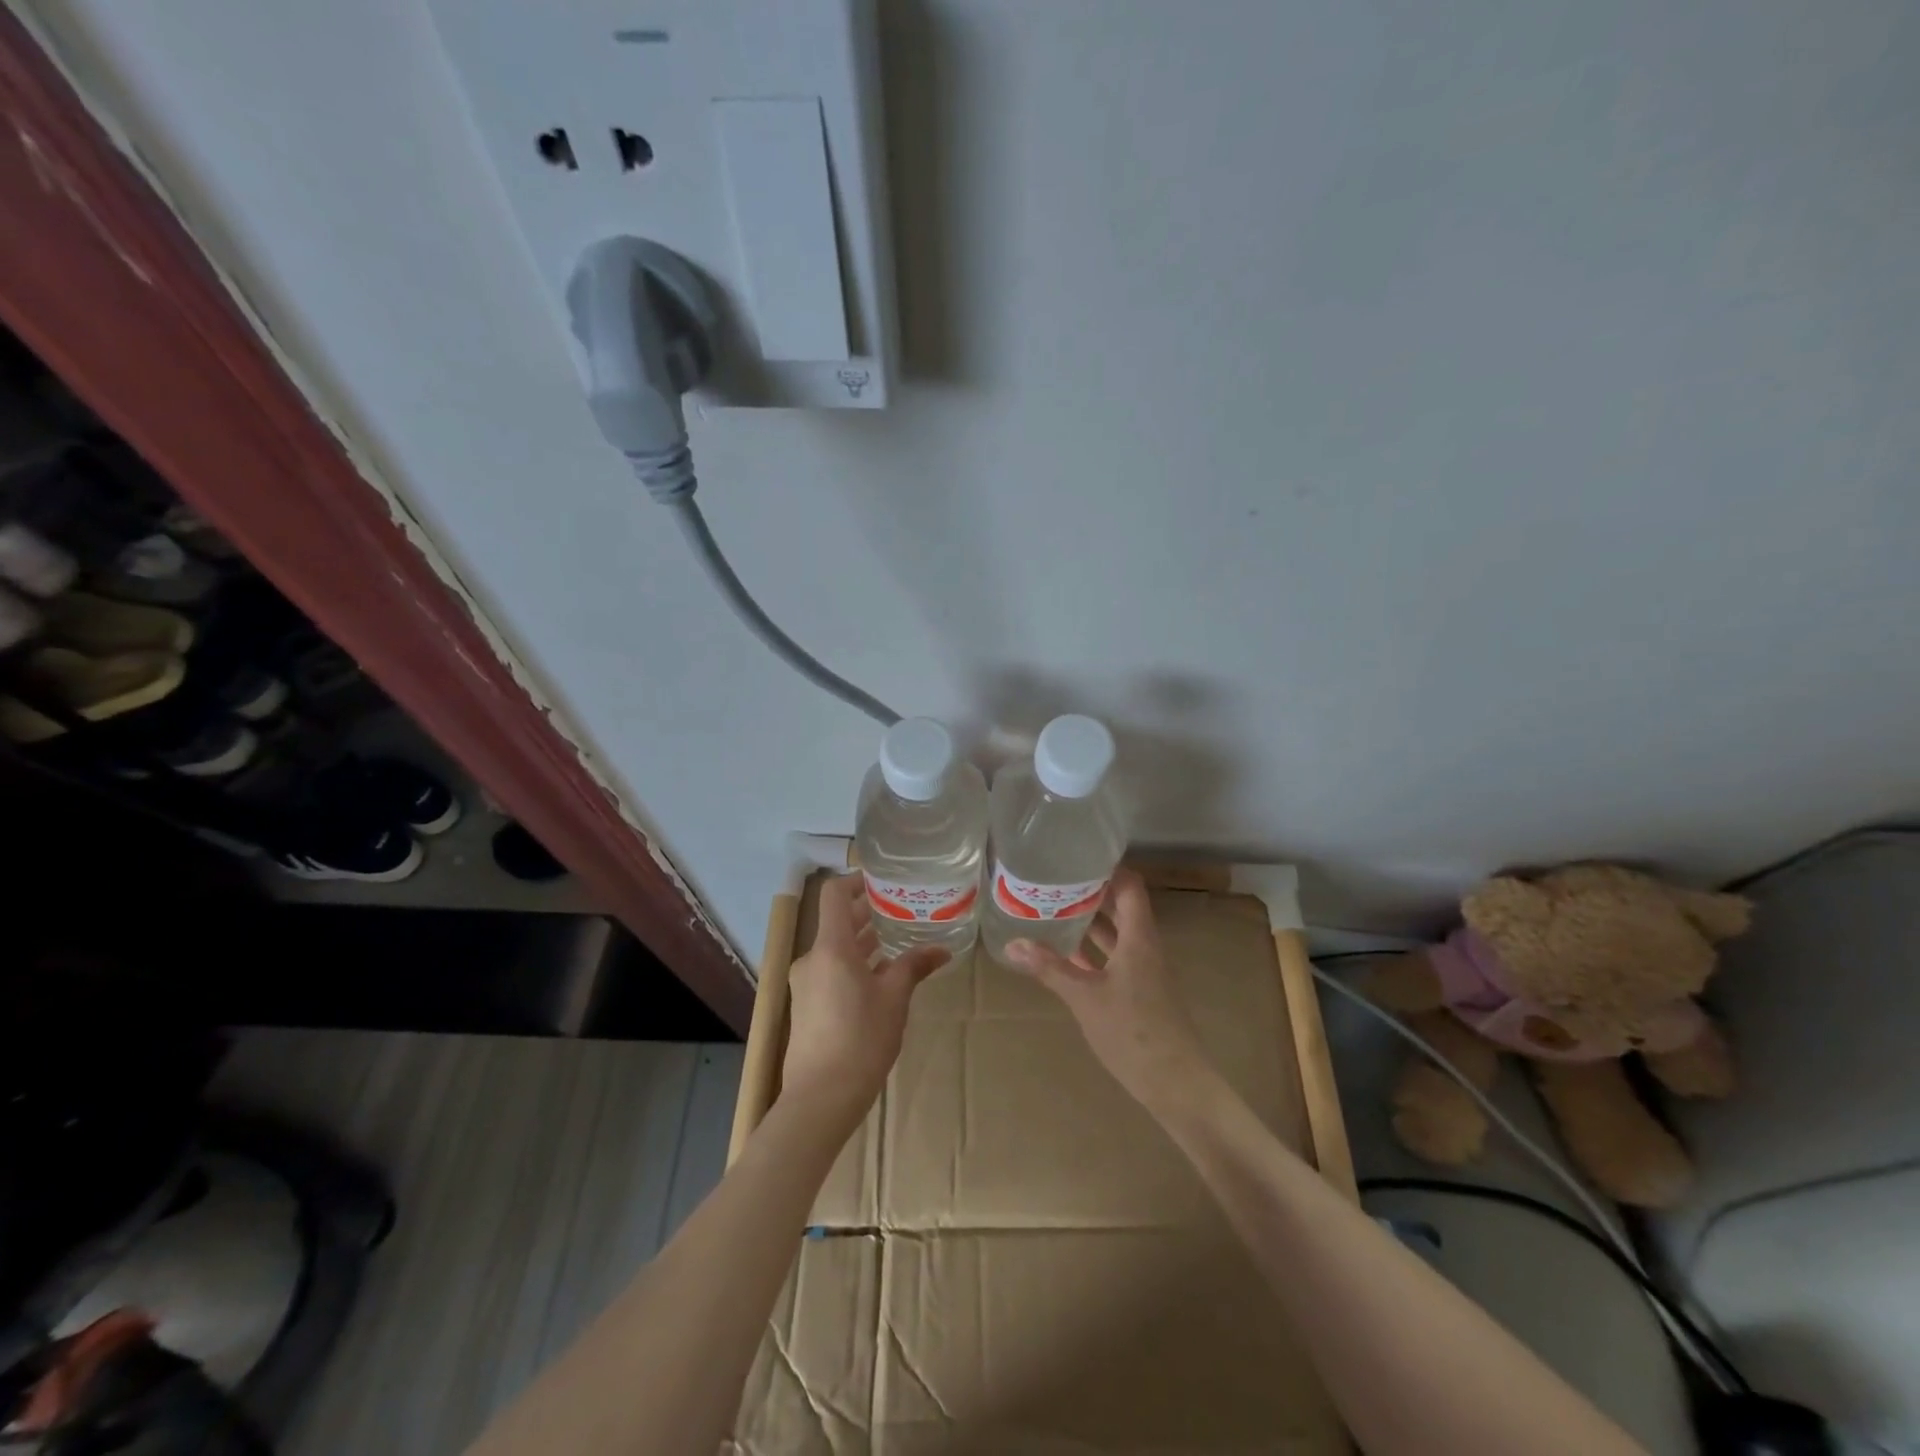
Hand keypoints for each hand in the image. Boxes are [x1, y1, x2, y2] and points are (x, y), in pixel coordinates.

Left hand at [781, 874, 948, 1130]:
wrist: (820, 1098)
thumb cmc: (861, 1039)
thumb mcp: (895, 998)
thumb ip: (914, 966)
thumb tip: (942, 949)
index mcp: (831, 947)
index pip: (834, 894)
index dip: (856, 880)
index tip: (884, 881)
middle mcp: (812, 958)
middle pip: (837, 922)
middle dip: (869, 913)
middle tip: (903, 910)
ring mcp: (806, 983)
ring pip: (836, 949)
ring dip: (863, 942)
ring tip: (898, 940)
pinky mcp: (807, 1005)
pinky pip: (831, 971)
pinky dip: (854, 965)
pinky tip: (881, 977)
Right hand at [1003, 869, 1213, 1112]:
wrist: (1176, 1083)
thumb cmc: (1133, 1032)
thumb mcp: (1085, 997)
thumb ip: (1050, 968)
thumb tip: (1013, 943)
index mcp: (1139, 937)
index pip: (1130, 887)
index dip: (1108, 869)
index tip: (1077, 857)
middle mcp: (1145, 946)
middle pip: (1123, 907)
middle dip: (1093, 893)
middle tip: (1057, 881)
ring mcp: (1145, 970)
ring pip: (1118, 934)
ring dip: (1092, 921)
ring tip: (1057, 909)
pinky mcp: (1141, 992)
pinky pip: (1116, 958)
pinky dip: (1095, 951)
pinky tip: (1068, 954)